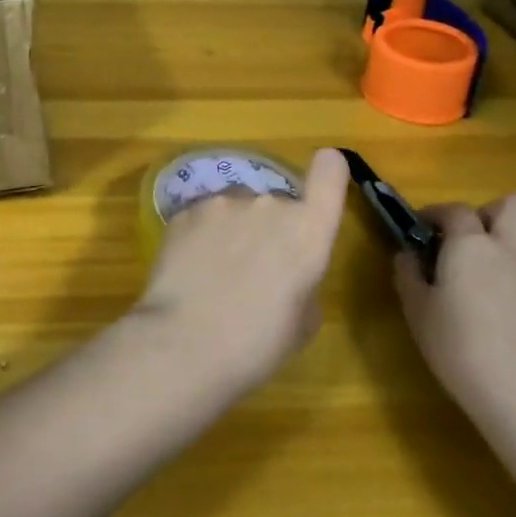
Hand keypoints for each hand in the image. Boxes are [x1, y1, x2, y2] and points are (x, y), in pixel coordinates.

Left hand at [133, 148, 350, 394]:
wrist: (185, 343)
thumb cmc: (257, 344)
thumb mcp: (303, 322)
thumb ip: (304, 279)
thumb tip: (287, 270)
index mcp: (307, 230)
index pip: (330, 174)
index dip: (329, 172)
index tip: (323, 180)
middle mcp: (269, 203)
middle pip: (277, 203)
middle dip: (269, 228)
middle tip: (253, 270)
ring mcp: (223, 202)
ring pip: (236, 208)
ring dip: (233, 229)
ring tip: (216, 272)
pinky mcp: (185, 210)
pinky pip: (203, 217)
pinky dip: (200, 235)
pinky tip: (190, 269)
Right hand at [392, 194, 515, 427]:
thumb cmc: (462, 351)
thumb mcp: (418, 314)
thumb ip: (409, 276)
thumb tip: (408, 255)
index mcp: (472, 246)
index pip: (456, 210)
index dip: (437, 214)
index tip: (424, 228)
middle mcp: (515, 251)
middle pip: (513, 206)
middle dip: (491, 215)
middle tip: (473, 243)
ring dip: (514, 255)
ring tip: (496, 291)